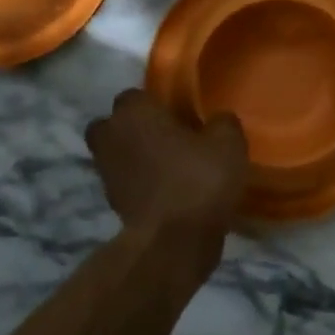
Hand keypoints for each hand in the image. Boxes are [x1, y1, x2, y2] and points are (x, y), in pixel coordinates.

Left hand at [86, 89, 248, 239]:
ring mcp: (106, 171)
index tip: (180, 115)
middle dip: (135, 128)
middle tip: (168, 138)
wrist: (174, 240)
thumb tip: (217, 120)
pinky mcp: (111, 202)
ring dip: (136, 157)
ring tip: (171, 167)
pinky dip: (140, 183)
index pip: (135, 94)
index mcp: (134, 112)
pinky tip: (168, 191)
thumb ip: (222, 122)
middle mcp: (110, 136)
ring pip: (117, 154)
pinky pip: (126, 182)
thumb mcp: (229, 143)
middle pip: (116, 124)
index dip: (156, 104)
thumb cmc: (199, 179)